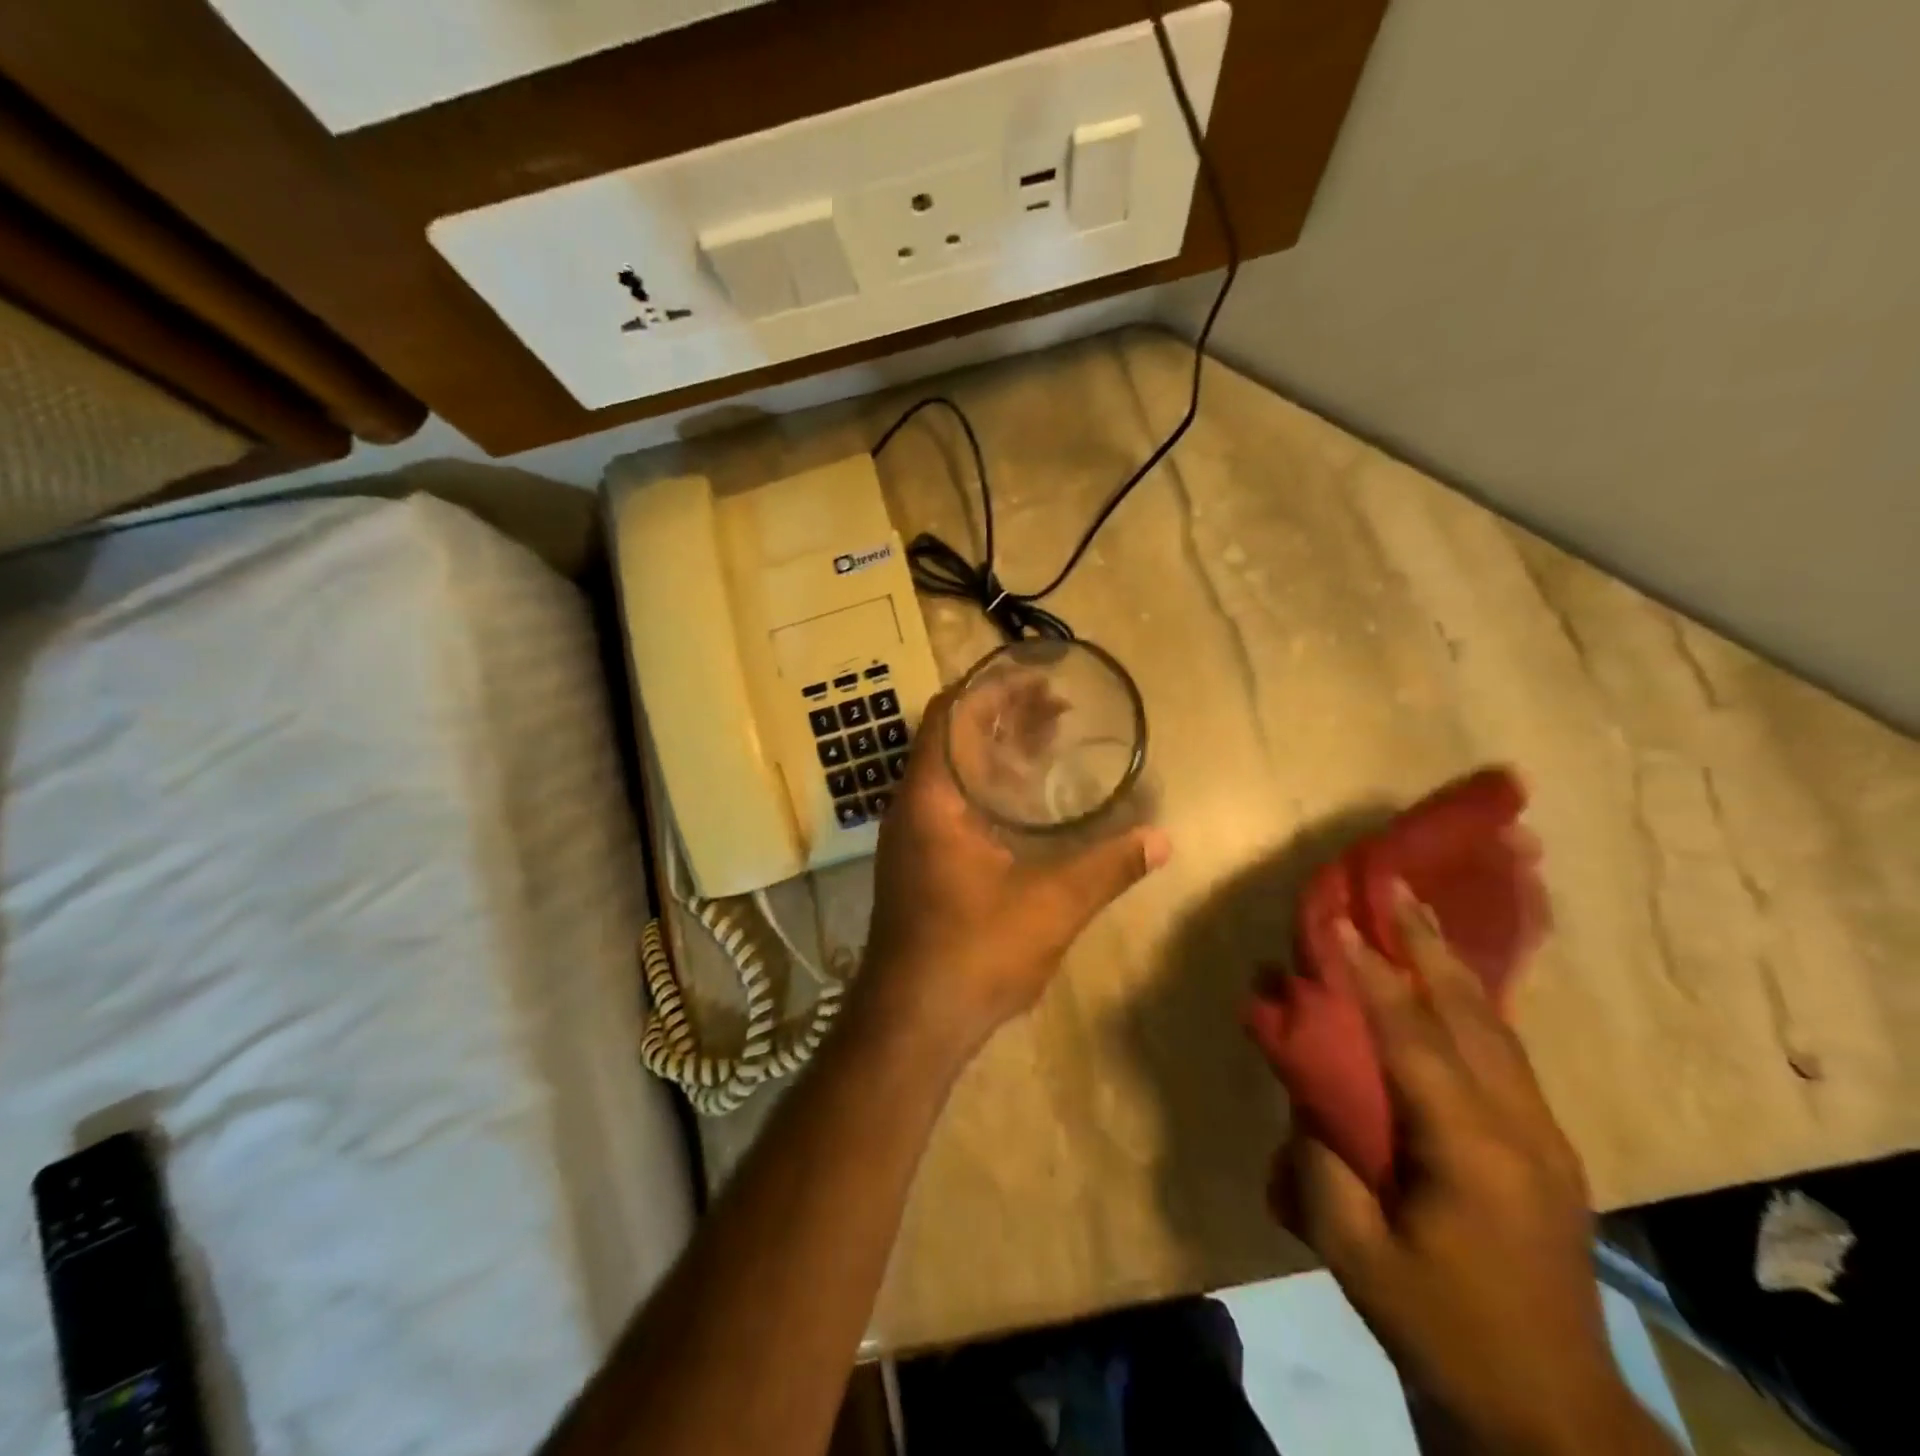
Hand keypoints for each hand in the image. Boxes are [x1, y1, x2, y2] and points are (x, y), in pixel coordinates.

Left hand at [859, 686, 1170, 1061]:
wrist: (911, 1023)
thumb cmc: (973, 952)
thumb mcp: (1051, 905)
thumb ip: (1108, 867)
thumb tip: (1163, 839)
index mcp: (930, 798)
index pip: (950, 715)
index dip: (990, 689)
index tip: (1037, 680)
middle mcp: (911, 808)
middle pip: (952, 739)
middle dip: (1001, 718)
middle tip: (1057, 709)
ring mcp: (909, 838)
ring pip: (950, 774)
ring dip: (993, 754)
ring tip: (1045, 743)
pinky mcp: (916, 865)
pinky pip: (949, 804)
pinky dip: (984, 788)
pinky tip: (1021, 805)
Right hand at [1278, 891, 1676, 1455]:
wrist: (1548, 1413)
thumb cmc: (1443, 1328)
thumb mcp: (1356, 1253)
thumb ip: (1319, 1164)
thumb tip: (1303, 1094)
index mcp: (1470, 1148)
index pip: (1412, 1037)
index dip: (1371, 974)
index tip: (1340, 920)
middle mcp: (1518, 1126)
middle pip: (1470, 1014)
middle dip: (1427, 944)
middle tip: (1398, 884)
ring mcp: (1543, 1135)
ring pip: (1496, 1027)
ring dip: (1452, 965)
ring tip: (1422, 915)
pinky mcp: (1546, 1148)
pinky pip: (1504, 1053)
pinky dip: (1472, 1003)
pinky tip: (1453, 985)